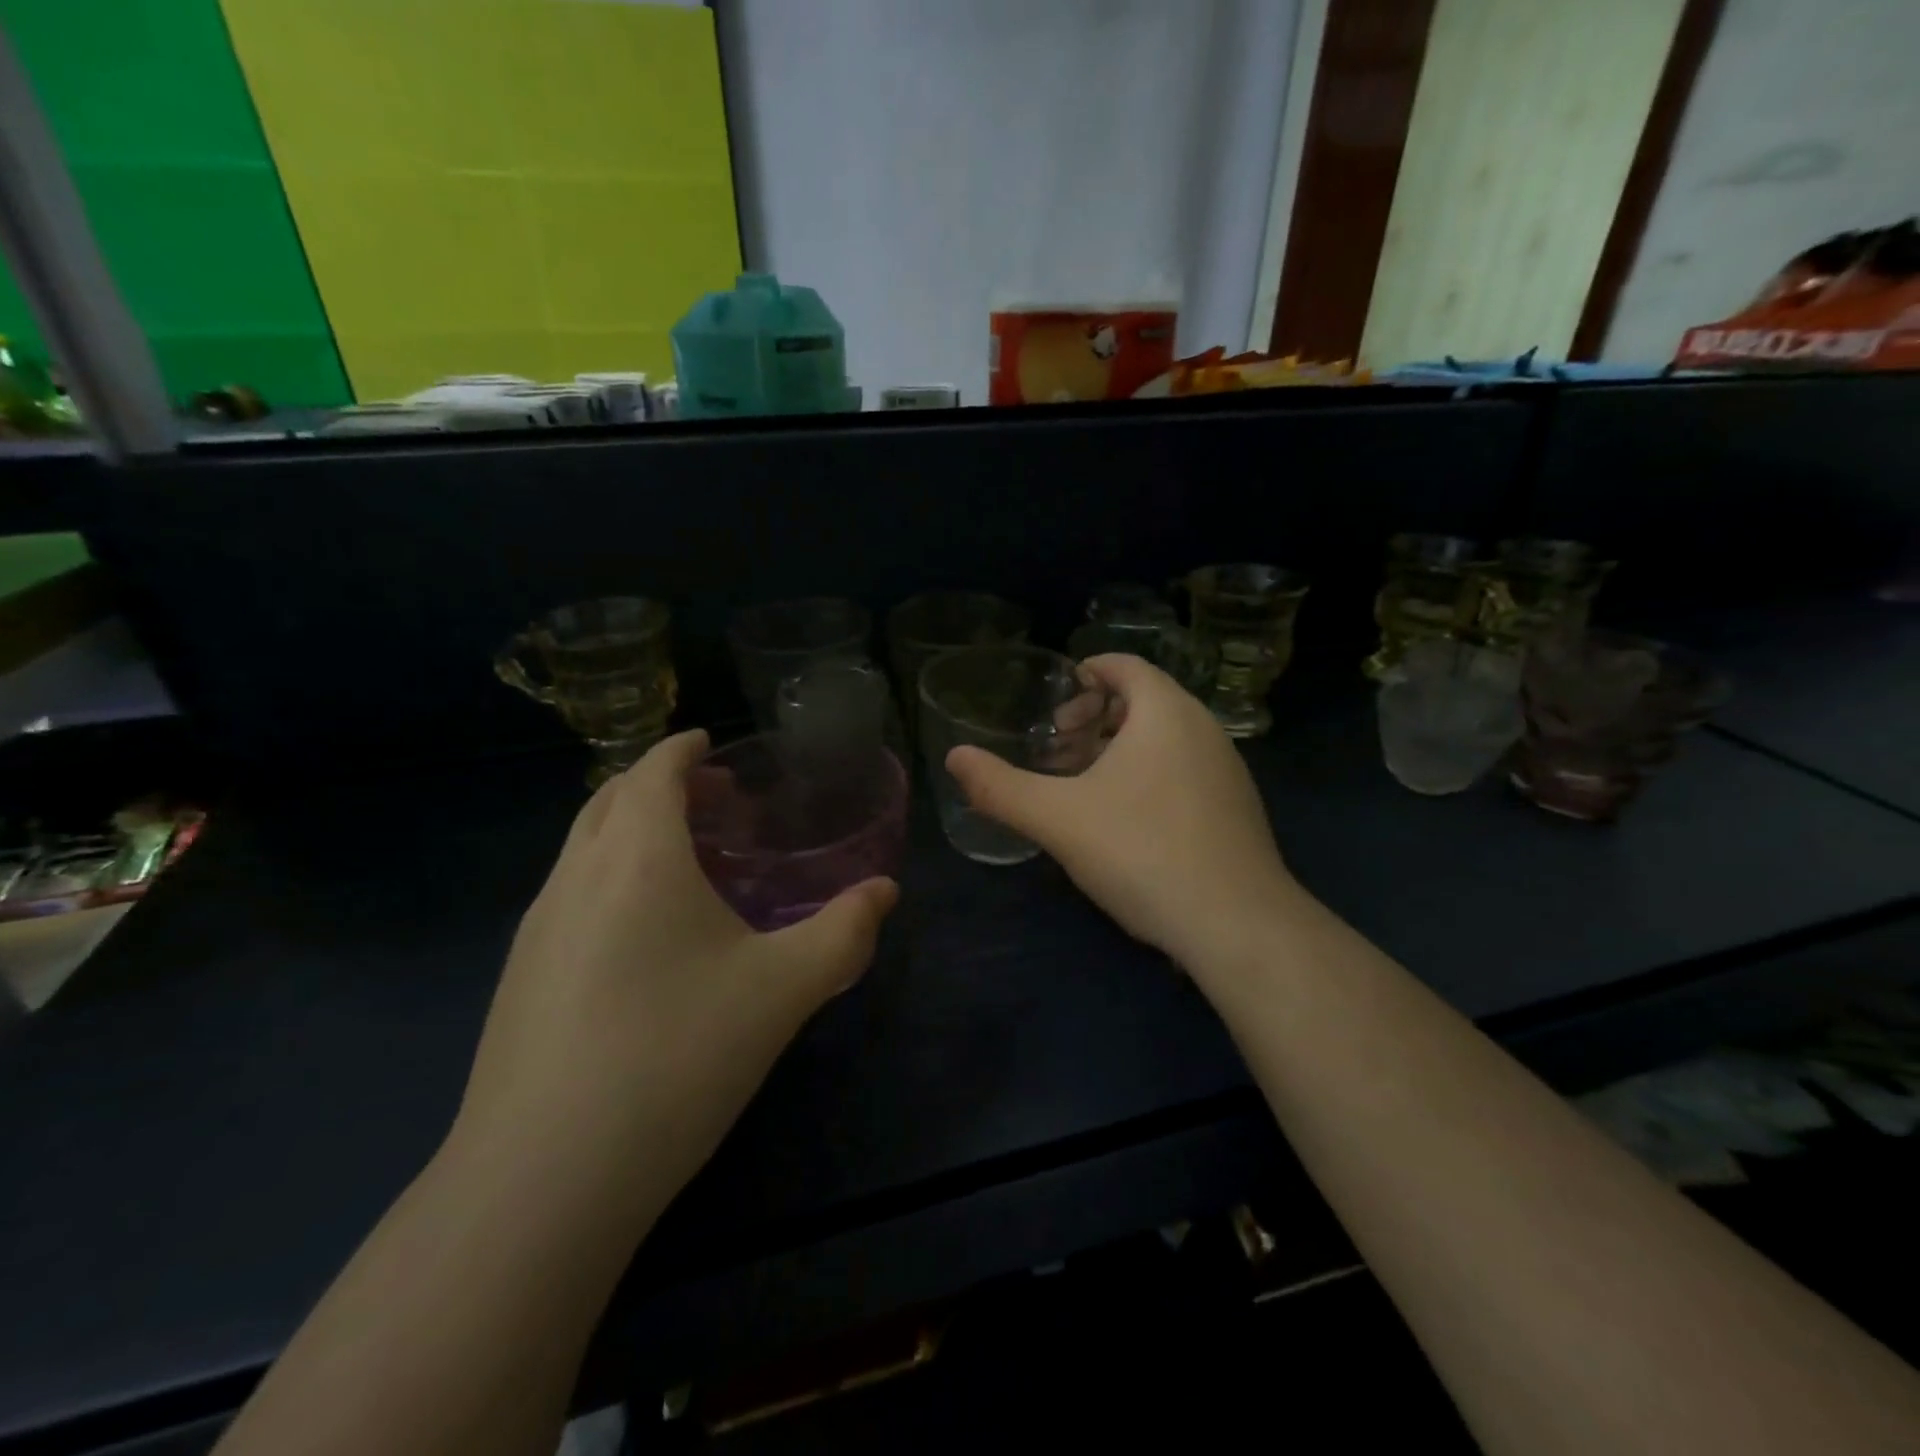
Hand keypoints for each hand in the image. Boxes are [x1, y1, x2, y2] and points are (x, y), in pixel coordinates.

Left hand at [455, 730, 897, 1210]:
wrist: (543, 1180)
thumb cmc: (676, 1055)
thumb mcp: (783, 989)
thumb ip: (844, 932)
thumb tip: (885, 892)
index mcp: (637, 858)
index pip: (652, 771)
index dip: (682, 748)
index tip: (711, 742)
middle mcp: (575, 877)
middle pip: (610, 798)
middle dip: (659, 783)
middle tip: (714, 800)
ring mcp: (536, 929)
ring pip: (582, 847)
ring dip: (630, 830)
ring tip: (685, 861)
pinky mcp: (518, 979)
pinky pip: (568, 894)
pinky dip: (607, 876)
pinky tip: (642, 935)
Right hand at [946, 654, 1296, 974]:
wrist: (1237, 924)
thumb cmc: (1141, 851)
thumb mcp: (1057, 819)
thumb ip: (1000, 787)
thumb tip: (954, 758)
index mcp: (1165, 712)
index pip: (1125, 665)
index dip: (1086, 674)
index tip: (1054, 705)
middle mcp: (1204, 728)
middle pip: (1144, 700)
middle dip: (1096, 716)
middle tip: (1059, 750)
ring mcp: (1227, 769)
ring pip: (1166, 738)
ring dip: (1121, 749)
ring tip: (1084, 785)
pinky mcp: (1237, 807)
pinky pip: (1185, 769)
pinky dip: (1150, 775)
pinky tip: (1126, 822)